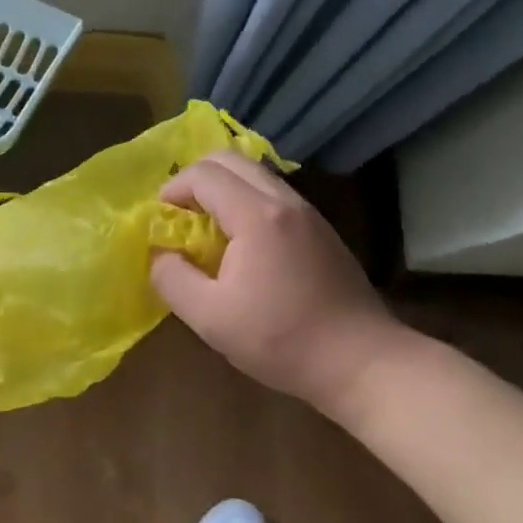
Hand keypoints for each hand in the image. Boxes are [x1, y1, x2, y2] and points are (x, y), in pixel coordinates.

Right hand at [150, 151, 394, 414]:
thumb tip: (158, 253)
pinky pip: (272, 193)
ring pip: (254, 173)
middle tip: (179, 214)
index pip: (203, 174)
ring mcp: (308, 212)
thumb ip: (171, 278)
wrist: (364, 363)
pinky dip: (245, 200)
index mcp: (256, 215)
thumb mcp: (210, 318)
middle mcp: (284, 201)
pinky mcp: (321, 229)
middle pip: (229, 159)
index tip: (161, 220)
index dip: (173, 190)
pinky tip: (242, 243)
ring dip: (222, 188)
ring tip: (206, 227)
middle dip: (194, 179)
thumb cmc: (282, 340)